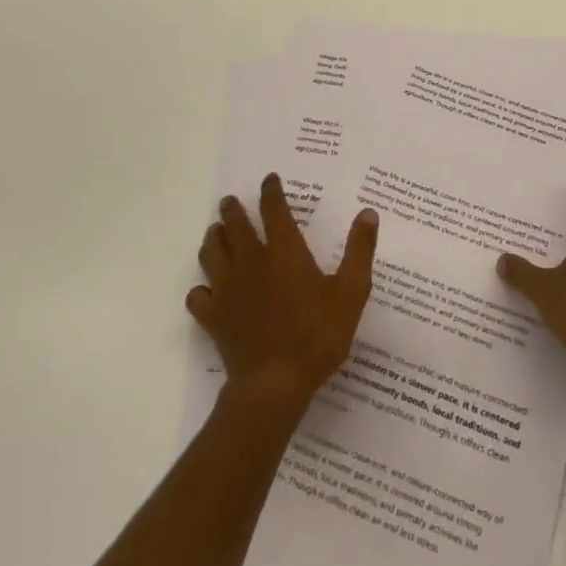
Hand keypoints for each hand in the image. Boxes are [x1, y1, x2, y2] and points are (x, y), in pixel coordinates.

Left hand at [187, 174, 379, 412]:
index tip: (269, 180)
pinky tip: (206, 290)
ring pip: (211, 252)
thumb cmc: (317, 336)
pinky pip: (197, 295)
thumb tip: (368, 213)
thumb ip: (359, 251)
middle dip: (232, 209)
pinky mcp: (213, 316)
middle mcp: (251, 261)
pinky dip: (200, 288)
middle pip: (235, 225)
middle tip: (230, 202)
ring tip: (216, 233)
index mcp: (284, 252)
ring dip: (213, 238)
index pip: (274, 209)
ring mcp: (227, 289)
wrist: (274, 385)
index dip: (271, 191)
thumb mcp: (351, 293)